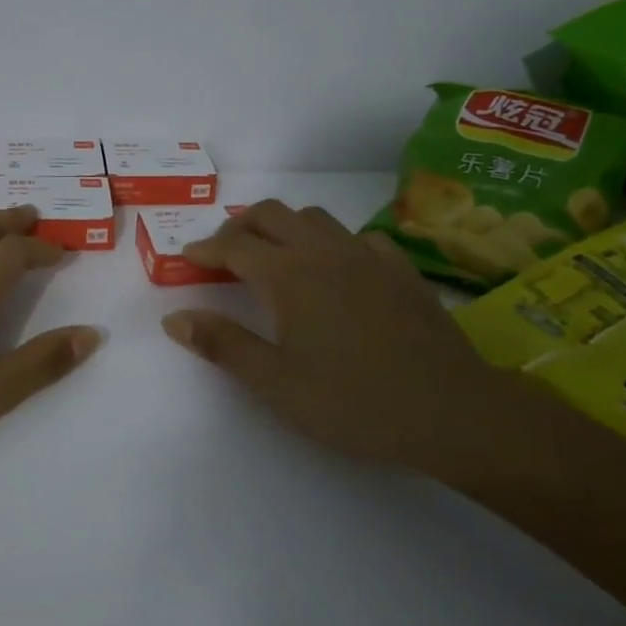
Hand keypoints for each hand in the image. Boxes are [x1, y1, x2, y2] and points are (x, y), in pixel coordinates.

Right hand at [160, 199, 525, 476]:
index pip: (234, 245)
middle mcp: (323, 251)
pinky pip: (357, 236)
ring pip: (314, 218)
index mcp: (288, 275)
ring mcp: (367, 255)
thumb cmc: (353, 401)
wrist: (450, 410)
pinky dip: (333, 241)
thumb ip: (223, 344)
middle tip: (225, 251)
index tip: (188, 257)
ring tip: (275, 253)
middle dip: (240, 225)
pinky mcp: (400, 268)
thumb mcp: (275, 383)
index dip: (206, 248)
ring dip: (284, 226)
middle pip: (271, 214)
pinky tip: (338, 267)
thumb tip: (174, 318)